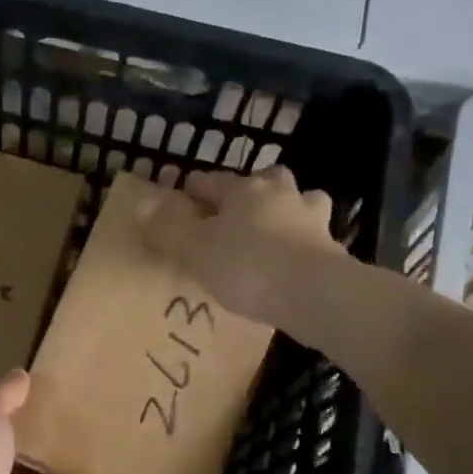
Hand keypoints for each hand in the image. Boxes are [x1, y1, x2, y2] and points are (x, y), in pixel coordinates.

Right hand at [139, 164, 339, 323]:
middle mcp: (280, 194)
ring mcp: (311, 218)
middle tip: (234, 210)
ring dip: (286, 208)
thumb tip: (140, 203)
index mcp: (244, 190)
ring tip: (273, 229)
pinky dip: (303, 239)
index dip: (195, 189)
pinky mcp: (331, 247)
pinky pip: (313, 234)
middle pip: (265, 180)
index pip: (213, 181)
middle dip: (250, 190)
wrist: (314, 293)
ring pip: (299, 200)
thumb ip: (168, 228)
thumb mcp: (196, 250)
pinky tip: (294, 256)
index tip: (182, 196)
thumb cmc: (247, 266)